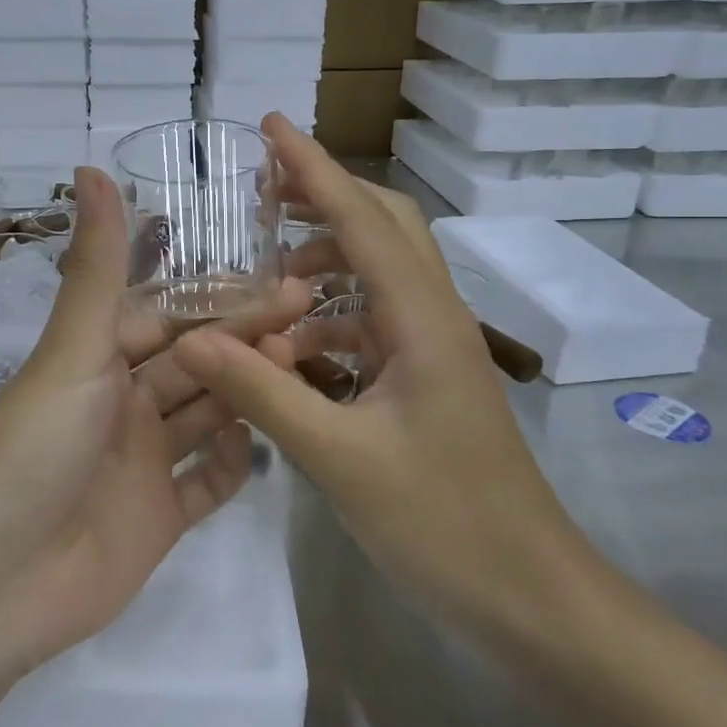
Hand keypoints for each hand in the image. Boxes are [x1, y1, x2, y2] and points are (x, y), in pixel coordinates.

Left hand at [0, 166, 312, 672]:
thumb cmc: (36, 449)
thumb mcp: (73, 350)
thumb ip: (96, 266)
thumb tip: (91, 165)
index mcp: (98, 360)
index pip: (170, 315)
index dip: (222, 297)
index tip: (284, 277)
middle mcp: (121, 405)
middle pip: (195, 362)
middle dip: (246, 338)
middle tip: (310, 315)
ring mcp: (141, 465)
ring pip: (205, 415)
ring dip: (248, 392)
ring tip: (301, 367)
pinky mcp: (157, 521)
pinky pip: (206, 484)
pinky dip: (233, 464)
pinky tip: (266, 444)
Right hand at [172, 116, 594, 639]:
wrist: (532, 600)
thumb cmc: (446, 526)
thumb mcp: (342, 461)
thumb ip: (264, 395)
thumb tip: (194, 339)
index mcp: (422, 321)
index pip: (363, 220)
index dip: (314, 168)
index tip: (271, 126)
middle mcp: (434, 320)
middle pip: (383, 227)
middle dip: (324, 198)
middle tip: (262, 192)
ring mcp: (433, 351)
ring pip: (378, 275)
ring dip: (323, 261)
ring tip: (265, 274)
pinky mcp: (426, 382)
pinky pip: (371, 325)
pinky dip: (328, 320)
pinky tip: (290, 351)